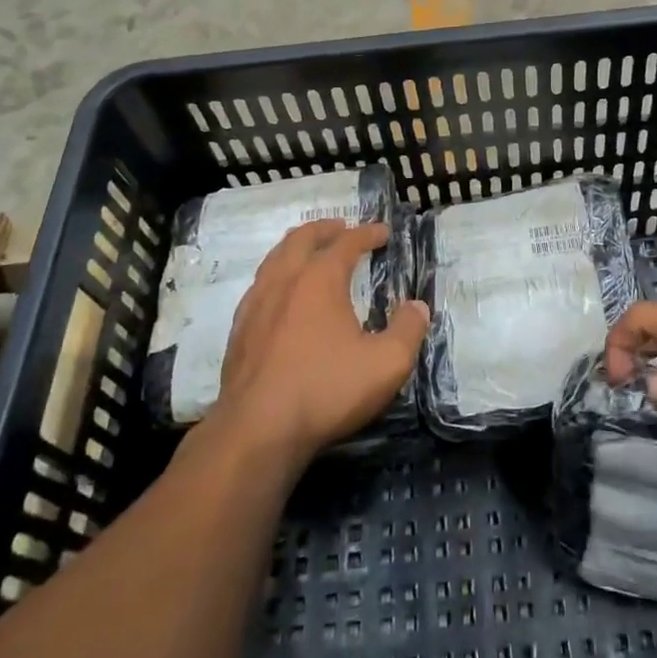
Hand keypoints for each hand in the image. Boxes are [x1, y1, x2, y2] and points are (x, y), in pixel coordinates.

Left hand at [213, 220, 427, 466]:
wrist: (257, 430)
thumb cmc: (326, 390)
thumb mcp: (386, 363)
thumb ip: (408, 330)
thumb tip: (417, 306)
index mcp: (320, 280)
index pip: (346, 244)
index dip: (367, 234)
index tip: (383, 232)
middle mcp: (284, 281)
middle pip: (302, 240)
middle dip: (325, 229)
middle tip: (341, 227)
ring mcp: (256, 305)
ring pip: (274, 259)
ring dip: (296, 247)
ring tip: (308, 251)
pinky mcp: (239, 331)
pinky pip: (259, 286)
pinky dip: (276, 275)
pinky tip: (280, 294)